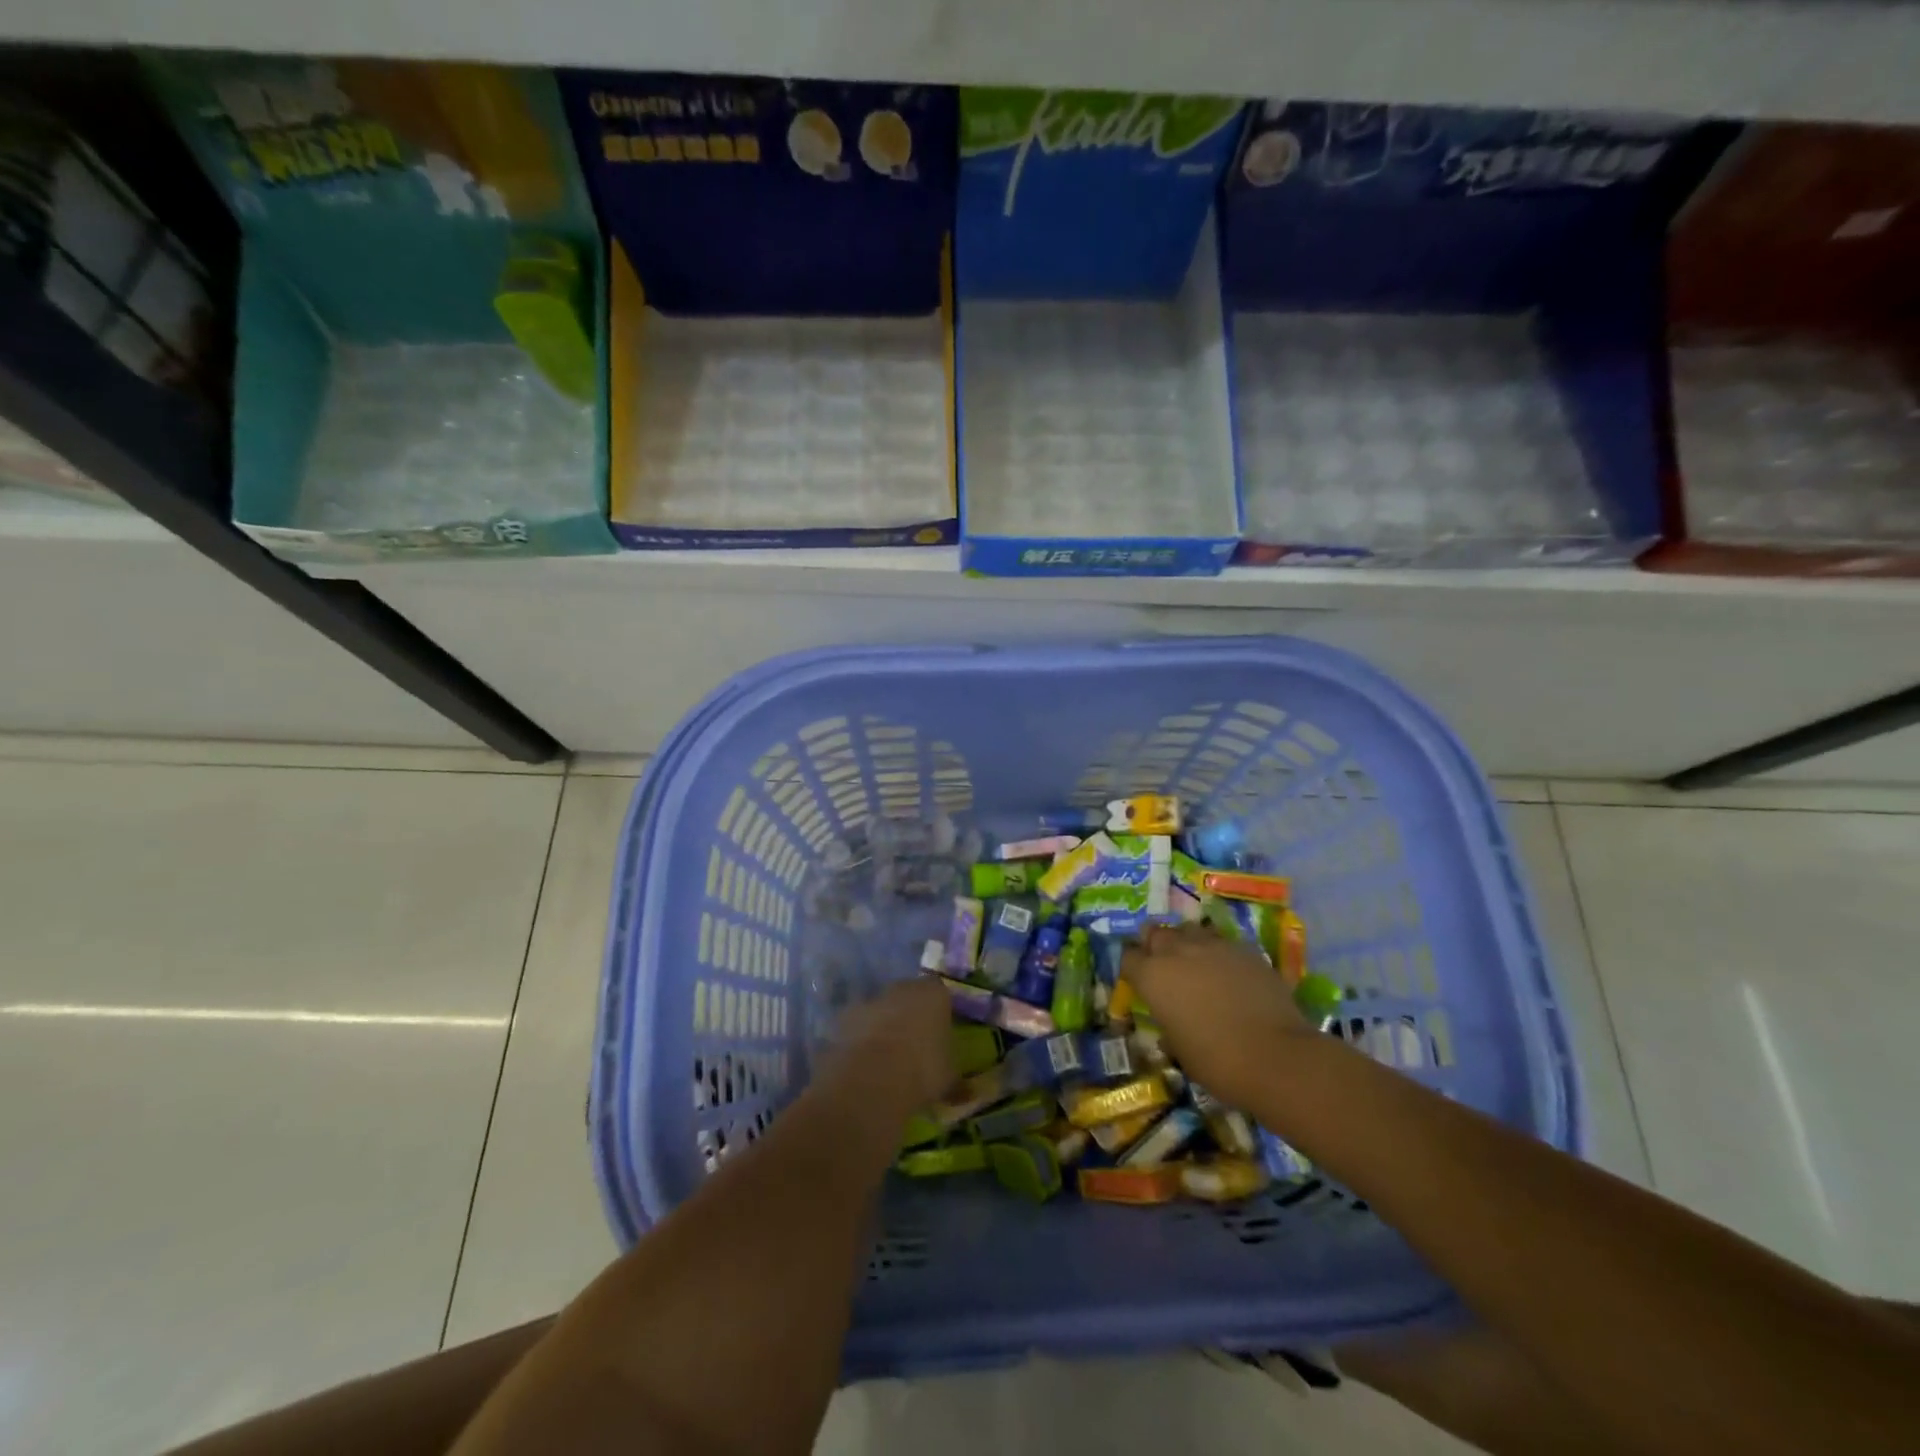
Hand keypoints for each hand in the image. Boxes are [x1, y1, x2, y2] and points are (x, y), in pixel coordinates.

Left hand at [828, 977, 955, 1109]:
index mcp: (934, 994)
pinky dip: (860, 1040)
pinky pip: (857, 1026)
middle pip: (908, 996)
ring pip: (880, 1010)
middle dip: (910, 1015)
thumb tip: (965, 1091)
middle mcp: (902, 988)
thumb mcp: (949, 1079)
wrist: (871, 1079)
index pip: (940, 993)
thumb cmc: (922, 1071)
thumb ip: (954, 1077)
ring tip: (886, 1060)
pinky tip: (864, 1065)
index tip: (939, 1034)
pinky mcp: (844, 1018)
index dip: (939, 1012)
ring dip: (882, 1026)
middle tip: (914, 1046)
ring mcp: (870, 1000)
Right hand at [1120, 923, 1316, 1111]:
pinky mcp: (1245, 948)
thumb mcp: (1178, 1048)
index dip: (1132, 967)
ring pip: (1189, 929)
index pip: (1128, 956)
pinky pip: (1222, 941)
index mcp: (1152, 976)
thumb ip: (1168, 1023)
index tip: (1138, 980)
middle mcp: (1177, 951)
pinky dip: (1218, 952)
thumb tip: (1171, 1020)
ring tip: (1195, 963)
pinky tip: (1228, 972)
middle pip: (1155, 933)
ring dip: (1186, 942)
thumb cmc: (1216, 1061)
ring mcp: (1213, 945)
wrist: (1276, 1056)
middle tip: (1164, 966)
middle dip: (1155, 946)